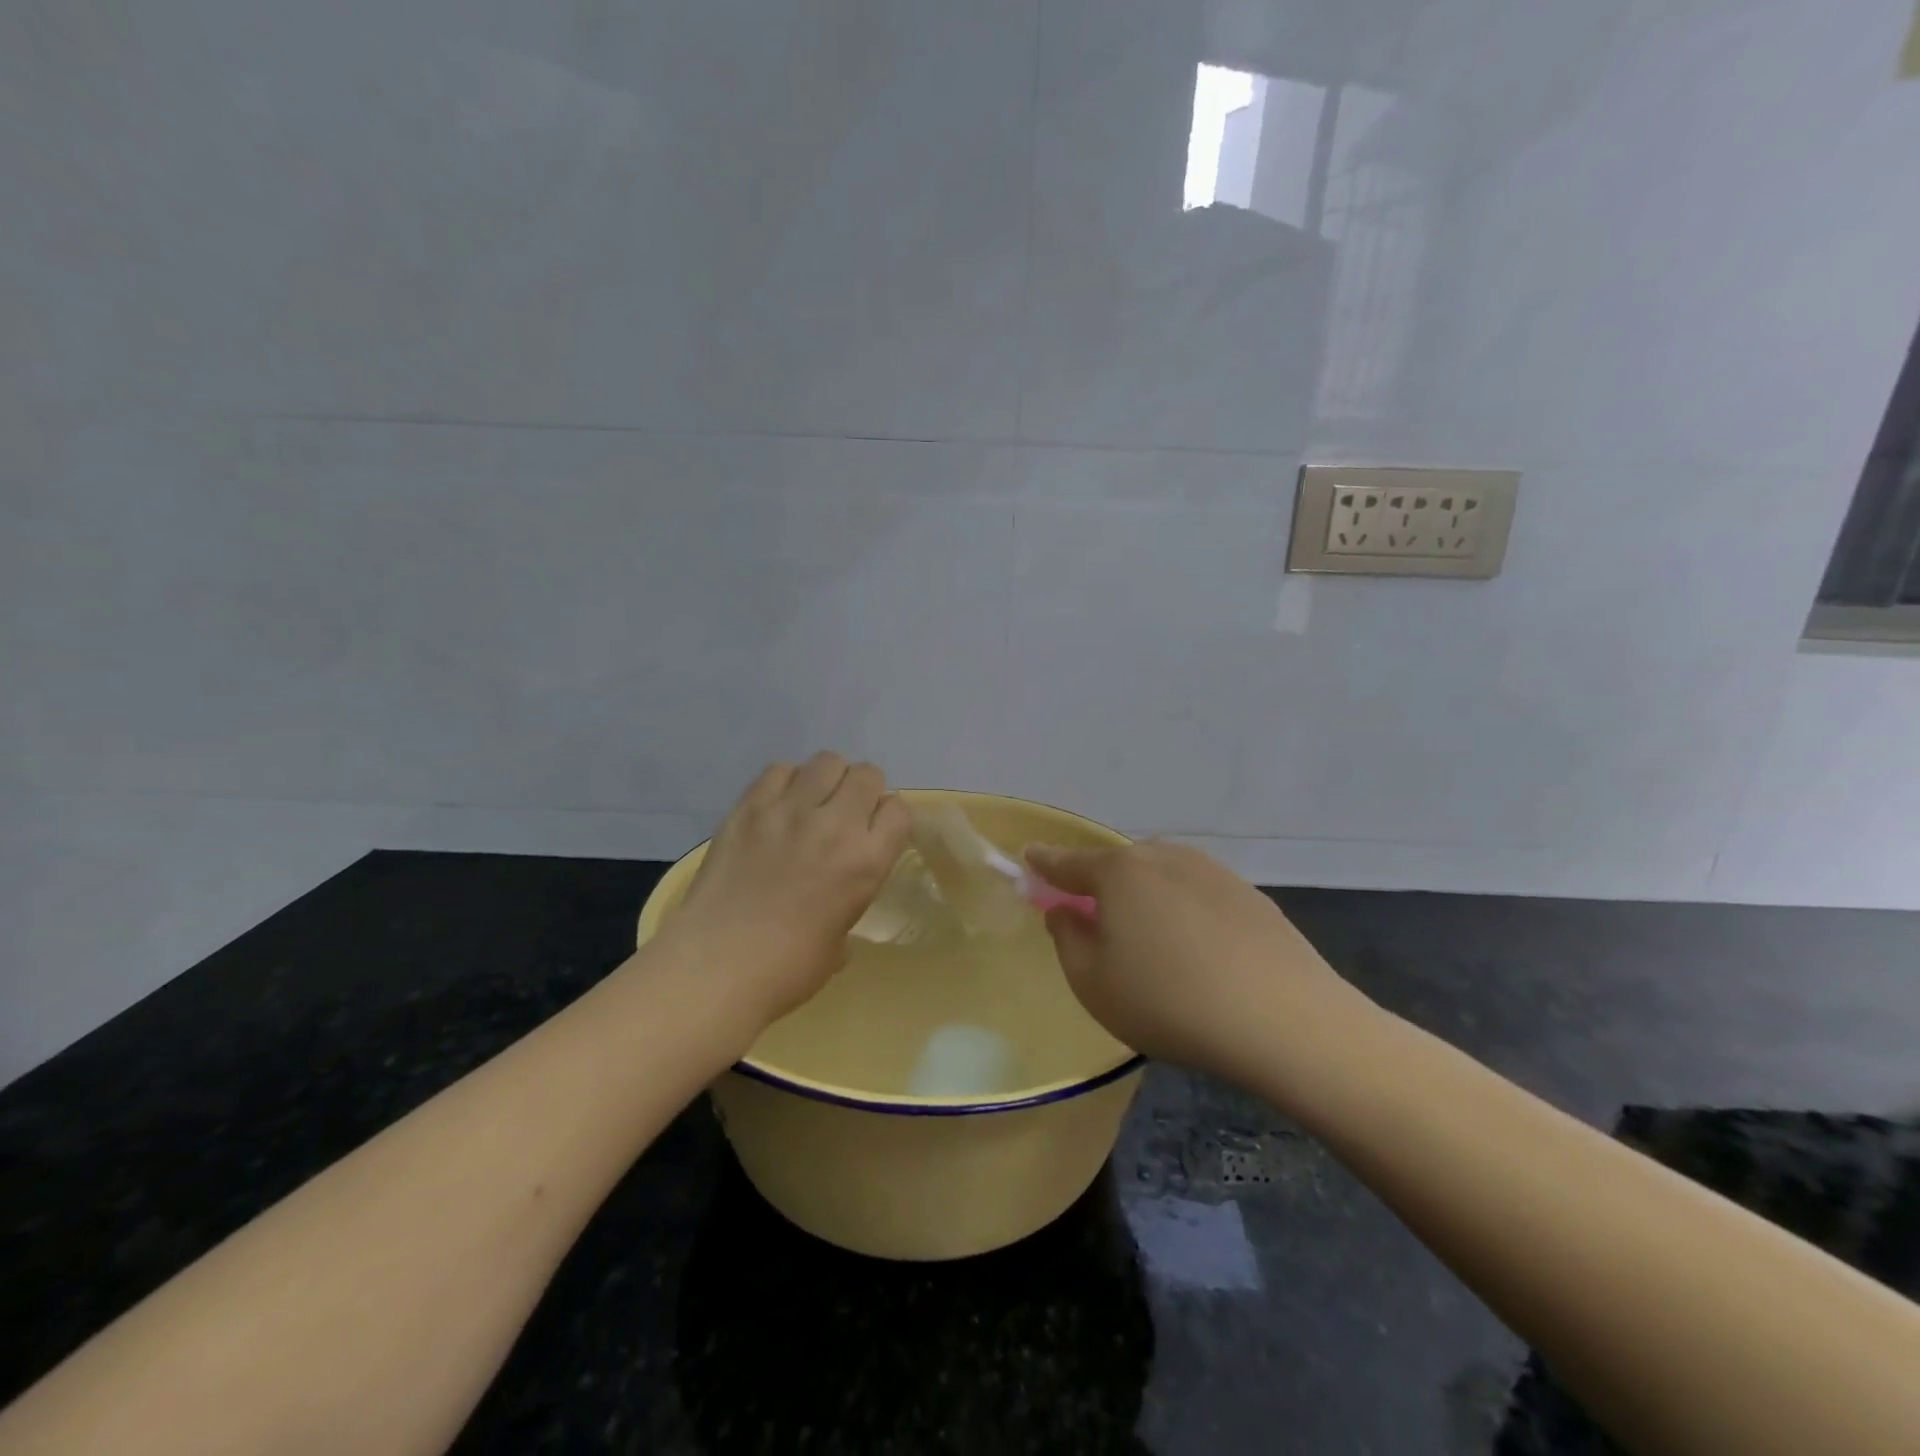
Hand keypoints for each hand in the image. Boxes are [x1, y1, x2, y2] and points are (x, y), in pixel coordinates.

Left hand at [665, 753, 911, 1026]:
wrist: (715, 967)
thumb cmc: (787, 969)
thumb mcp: (841, 940)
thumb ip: (849, 900)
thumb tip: (838, 892)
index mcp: (867, 861)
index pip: (898, 810)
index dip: (888, 819)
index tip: (875, 832)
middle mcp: (835, 824)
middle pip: (867, 774)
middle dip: (863, 791)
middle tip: (845, 815)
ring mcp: (789, 810)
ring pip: (826, 762)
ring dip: (827, 780)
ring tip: (812, 804)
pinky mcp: (749, 806)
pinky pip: (779, 770)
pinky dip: (786, 782)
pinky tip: (778, 807)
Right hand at [1026, 840, 1372, 1087]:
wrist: (1284, 1020)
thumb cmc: (1169, 1002)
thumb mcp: (1093, 983)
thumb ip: (1067, 939)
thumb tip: (1066, 911)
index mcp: (1120, 872)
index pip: (1068, 863)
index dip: (1044, 863)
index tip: (1028, 857)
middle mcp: (1164, 857)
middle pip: (1119, 866)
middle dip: (1101, 886)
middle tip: (1097, 921)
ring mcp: (1212, 872)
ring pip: (1162, 878)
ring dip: (1147, 900)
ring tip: (1152, 945)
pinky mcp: (1250, 895)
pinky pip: (1198, 895)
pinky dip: (1185, 913)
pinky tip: (1198, 952)